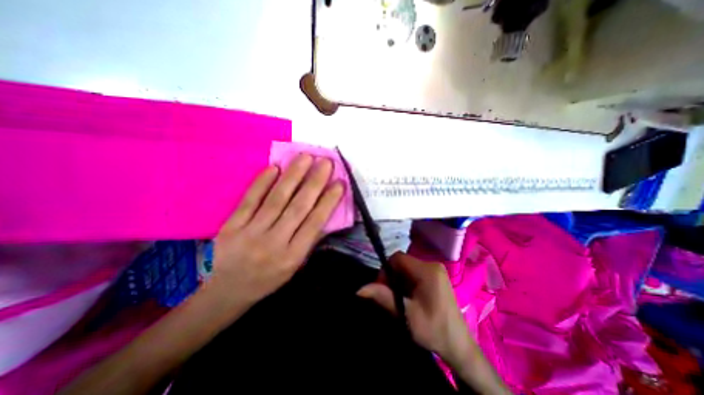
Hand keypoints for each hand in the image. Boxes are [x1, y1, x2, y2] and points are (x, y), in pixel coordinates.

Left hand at [207, 154, 343, 307]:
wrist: (226, 292)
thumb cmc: (268, 279)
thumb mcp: (294, 266)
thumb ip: (308, 240)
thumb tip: (323, 212)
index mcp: (292, 256)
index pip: (315, 223)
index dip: (328, 202)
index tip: (339, 183)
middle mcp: (274, 243)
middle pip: (297, 208)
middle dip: (314, 183)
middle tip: (325, 162)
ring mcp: (250, 233)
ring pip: (276, 200)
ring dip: (292, 176)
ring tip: (305, 158)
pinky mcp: (231, 226)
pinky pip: (249, 200)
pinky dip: (262, 183)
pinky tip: (274, 167)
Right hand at [358, 251, 471, 364]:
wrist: (458, 346)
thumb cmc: (433, 330)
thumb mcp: (405, 314)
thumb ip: (383, 297)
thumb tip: (359, 289)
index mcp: (427, 270)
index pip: (397, 258)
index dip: (386, 269)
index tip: (383, 288)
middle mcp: (432, 264)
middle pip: (402, 262)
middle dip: (392, 277)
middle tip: (391, 296)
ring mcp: (436, 270)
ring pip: (407, 268)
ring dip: (399, 281)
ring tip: (400, 299)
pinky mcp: (437, 276)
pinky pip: (415, 272)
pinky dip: (407, 282)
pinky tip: (410, 297)